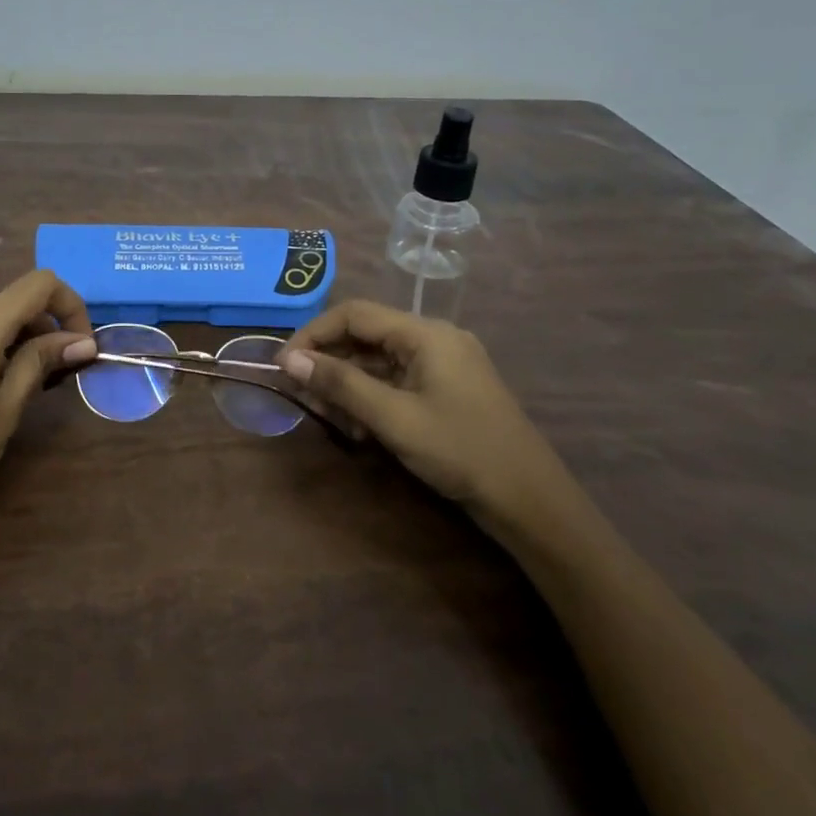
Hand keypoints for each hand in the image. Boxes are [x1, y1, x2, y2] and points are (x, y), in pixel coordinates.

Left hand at [0, 270, 96, 543]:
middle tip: (62, 372)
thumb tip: (83, 341)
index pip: (39, 284)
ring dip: (22, 337)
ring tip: (32, 384)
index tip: (82, 346)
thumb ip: (42, 362)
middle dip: (48, 325)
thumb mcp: (7, 407)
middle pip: (14, 299)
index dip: (71, 305)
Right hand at [278, 301, 575, 536]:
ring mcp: (443, 365)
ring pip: (379, 361)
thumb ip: (341, 384)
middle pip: (366, 336)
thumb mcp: (394, 418)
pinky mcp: (447, 390)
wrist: (531, 501)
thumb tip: (290, 360)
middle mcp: (434, 339)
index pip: (355, 314)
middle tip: (302, 396)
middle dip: (330, 363)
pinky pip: (397, 380)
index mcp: (426, 333)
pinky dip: (372, 397)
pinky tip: (357, 426)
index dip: (313, 334)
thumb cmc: (461, 451)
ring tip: (327, 416)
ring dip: (348, 384)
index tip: (284, 365)